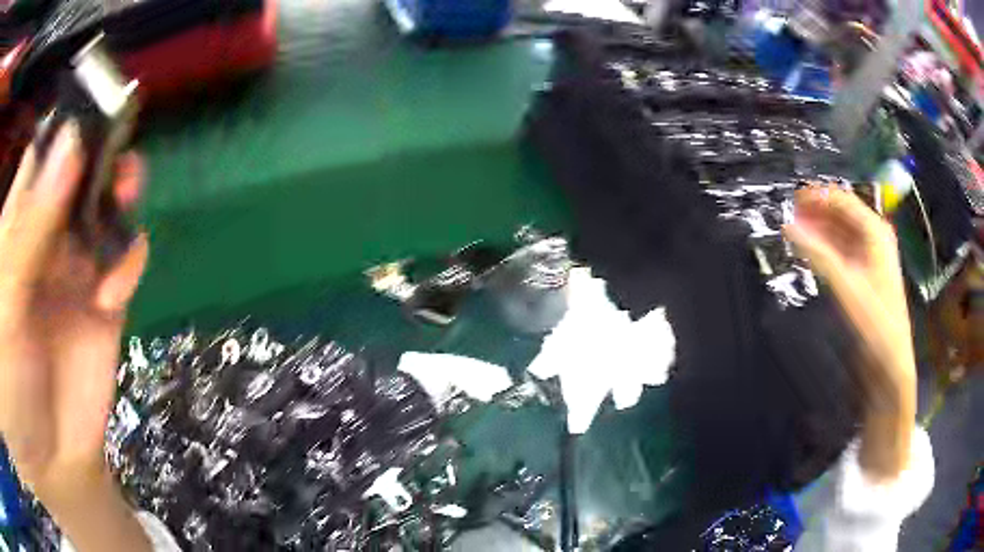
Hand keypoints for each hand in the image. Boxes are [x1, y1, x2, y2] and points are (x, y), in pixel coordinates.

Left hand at [0, 121, 147, 501]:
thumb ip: (27, 231)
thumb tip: (68, 145)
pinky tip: (113, 288)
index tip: (87, 110)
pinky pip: (124, 261)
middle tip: (112, 148)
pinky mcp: (102, 301)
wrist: (48, 459)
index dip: (63, 128)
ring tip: (127, 190)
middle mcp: (44, 234)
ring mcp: (74, 267)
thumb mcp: (5, 306)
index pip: (41, 155)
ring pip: (105, 208)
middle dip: (98, 154)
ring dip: (120, 194)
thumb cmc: (12, 384)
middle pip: (78, 172)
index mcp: (17, 225)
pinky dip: (128, 259)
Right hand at [784, 186, 916, 480]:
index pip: (843, 200)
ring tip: (797, 233)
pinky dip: (827, 248)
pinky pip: (843, 251)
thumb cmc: (874, 322)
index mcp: (875, 231)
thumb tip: (787, 226)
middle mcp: (874, 238)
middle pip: (842, 213)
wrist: (890, 362)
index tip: (792, 200)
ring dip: (820, 229)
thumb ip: (817, 254)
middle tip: (791, 216)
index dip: (817, 197)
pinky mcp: (865, 275)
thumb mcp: (846, 286)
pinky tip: (813, 253)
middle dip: (817, 212)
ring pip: (842, 232)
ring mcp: (871, 257)